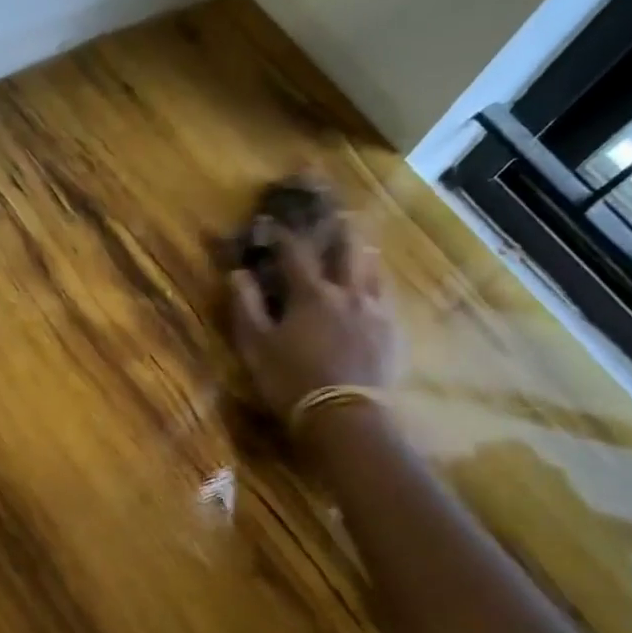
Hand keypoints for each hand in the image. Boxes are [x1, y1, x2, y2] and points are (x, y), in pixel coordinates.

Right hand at [229, 225, 399, 421]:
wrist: (344, 418)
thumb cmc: (291, 381)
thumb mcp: (256, 347)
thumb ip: (246, 306)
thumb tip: (238, 274)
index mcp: (311, 293)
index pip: (295, 251)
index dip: (282, 234)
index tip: (271, 223)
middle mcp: (348, 293)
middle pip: (349, 248)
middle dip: (338, 228)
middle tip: (335, 214)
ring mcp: (376, 312)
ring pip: (374, 269)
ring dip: (364, 254)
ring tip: (360, 249)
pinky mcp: (394, 334)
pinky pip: (388, 299)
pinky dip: (378, 287)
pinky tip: (376, 294)